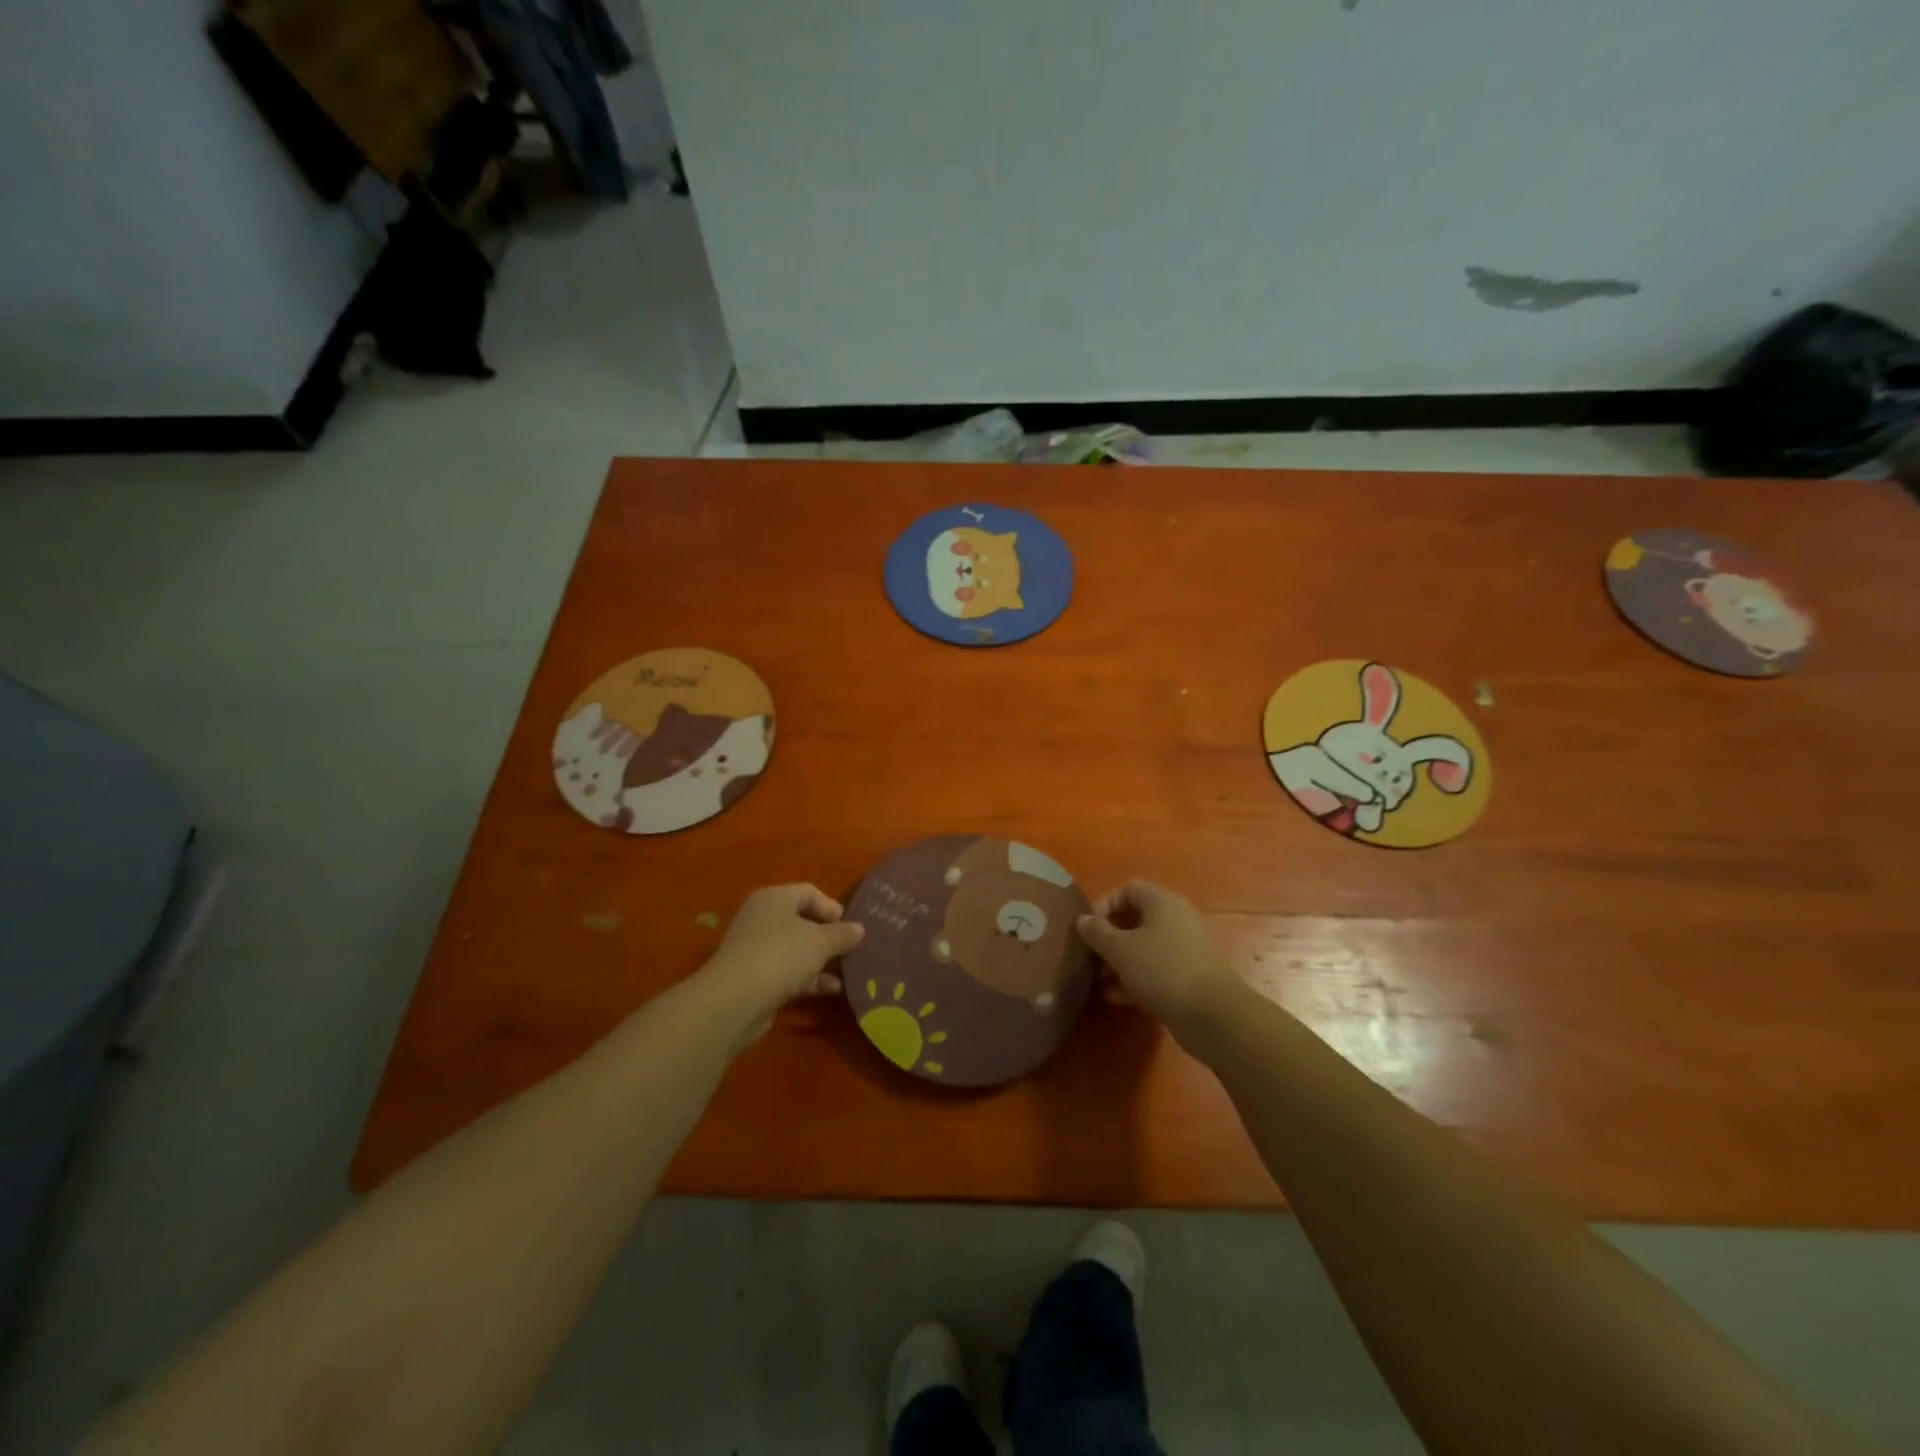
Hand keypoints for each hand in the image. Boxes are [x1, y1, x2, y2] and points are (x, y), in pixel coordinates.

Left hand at [699, 884, 864, 1042]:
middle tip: (851, 949)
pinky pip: (787, 971)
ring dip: (821, 960)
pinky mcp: (754, 977)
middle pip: (801, 921)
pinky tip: (831, 990)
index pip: (808, 892)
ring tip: (847, 972)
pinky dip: (808, 978)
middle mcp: (761, 919)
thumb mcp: (820, 941)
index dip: (832, 907)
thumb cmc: (781, 955)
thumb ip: (842, 934)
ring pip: (795, 949)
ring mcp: (755, 949)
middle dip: (828, 936)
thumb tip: (859, 929)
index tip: (850, 926)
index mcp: (774, 899)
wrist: (734, 1001)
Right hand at [1076, 880, 1248, 1044]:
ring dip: (1121, 961)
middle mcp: (1178, 919)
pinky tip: (1118, 997)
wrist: (1214, 1015)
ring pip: (1147, 947)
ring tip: (1100, 981)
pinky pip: (1159, 969)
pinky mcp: (1193, 976)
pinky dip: (1138, 978)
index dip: (1105, 904)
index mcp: (1163, 902)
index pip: (1129, 888)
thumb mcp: (1120, 950)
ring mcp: (1188, 948)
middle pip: (1137, 919)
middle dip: (1110, 937)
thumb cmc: (1162, 970)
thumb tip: (1083, 919)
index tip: (1089, 928)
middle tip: (1092, 956)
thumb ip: (1097, 932)